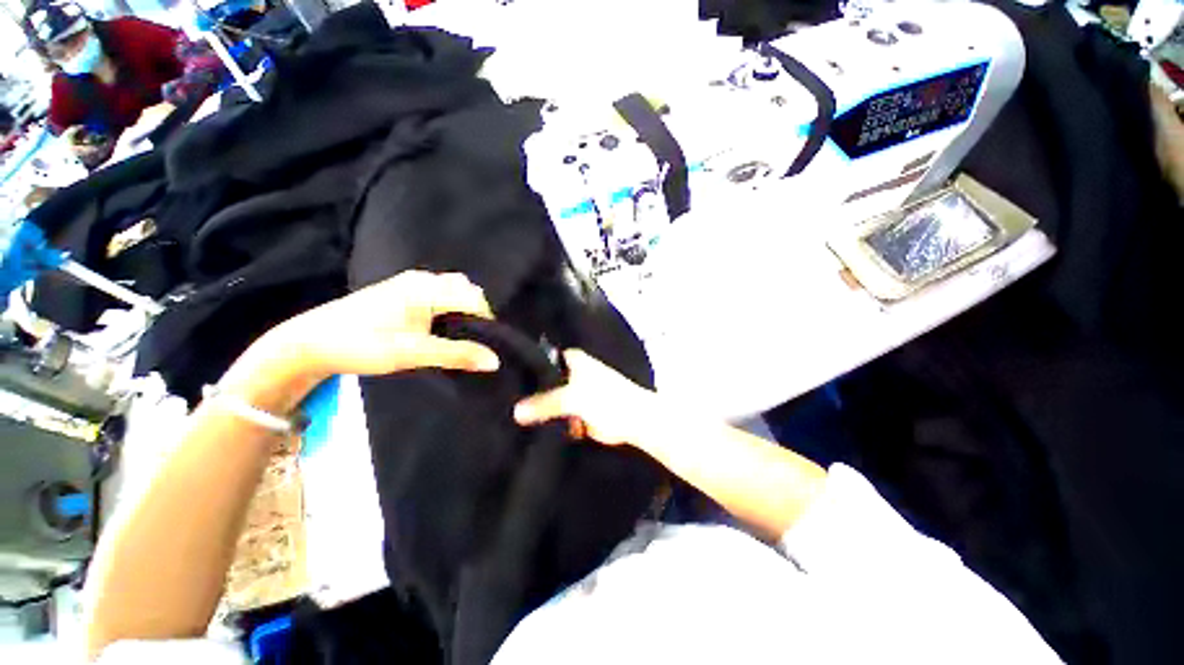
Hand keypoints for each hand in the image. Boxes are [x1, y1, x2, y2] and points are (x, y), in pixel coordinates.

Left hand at [280, 271, 500, 378]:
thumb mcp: (413, 353)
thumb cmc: (363, 344)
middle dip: (476, 314)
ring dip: (461, 311)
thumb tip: (494, 361)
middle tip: (469, 341)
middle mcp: (422, 279)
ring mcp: (409, 283)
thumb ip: (457, 355)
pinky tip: (437, 328)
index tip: (484, 346)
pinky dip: (447, 309)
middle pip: (467, 291)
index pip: (475, 299)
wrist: (309, 343)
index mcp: (427, 288)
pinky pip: (438, 294)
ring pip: (453, 291)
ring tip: (454, 337)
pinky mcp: (400, 291)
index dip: (486, 322)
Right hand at [514, 350, 654, 446]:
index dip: (525, 368)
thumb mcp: (572, 397)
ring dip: (538, 409)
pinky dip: (548, 421)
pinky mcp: (577, 412)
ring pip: (549, 400)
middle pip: (543, 381)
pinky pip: (557, 415)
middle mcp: (570, 373)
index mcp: (571, 360)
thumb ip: (544, 403)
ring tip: (512, 417)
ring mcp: (573, 394)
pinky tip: (530, 428)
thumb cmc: (606, 398)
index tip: (503, 378)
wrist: (633, 420)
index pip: (541, 359)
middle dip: (529, 392)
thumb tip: (516, 412)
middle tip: (504, 402)